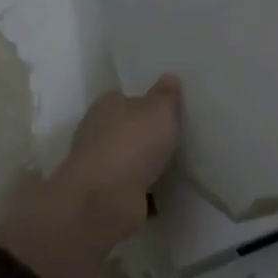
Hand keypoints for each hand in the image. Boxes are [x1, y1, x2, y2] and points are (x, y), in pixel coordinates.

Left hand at [55, 75, 183, 244]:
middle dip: (147, 134)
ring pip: (130, 161)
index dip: (145, 100)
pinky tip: (171, 191)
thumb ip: (166, 94)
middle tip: (179, 135)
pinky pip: (134, 190)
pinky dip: (149, 192)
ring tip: (180, 164)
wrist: (105, 200)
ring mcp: (100, 168)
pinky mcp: (107, 197)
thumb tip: (169, 77)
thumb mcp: (159, 109)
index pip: (124, 96)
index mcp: (106, 106)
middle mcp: (97, 134)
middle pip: (127, 129)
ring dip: (148, 165)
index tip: (168, 106)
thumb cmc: (132, 142)